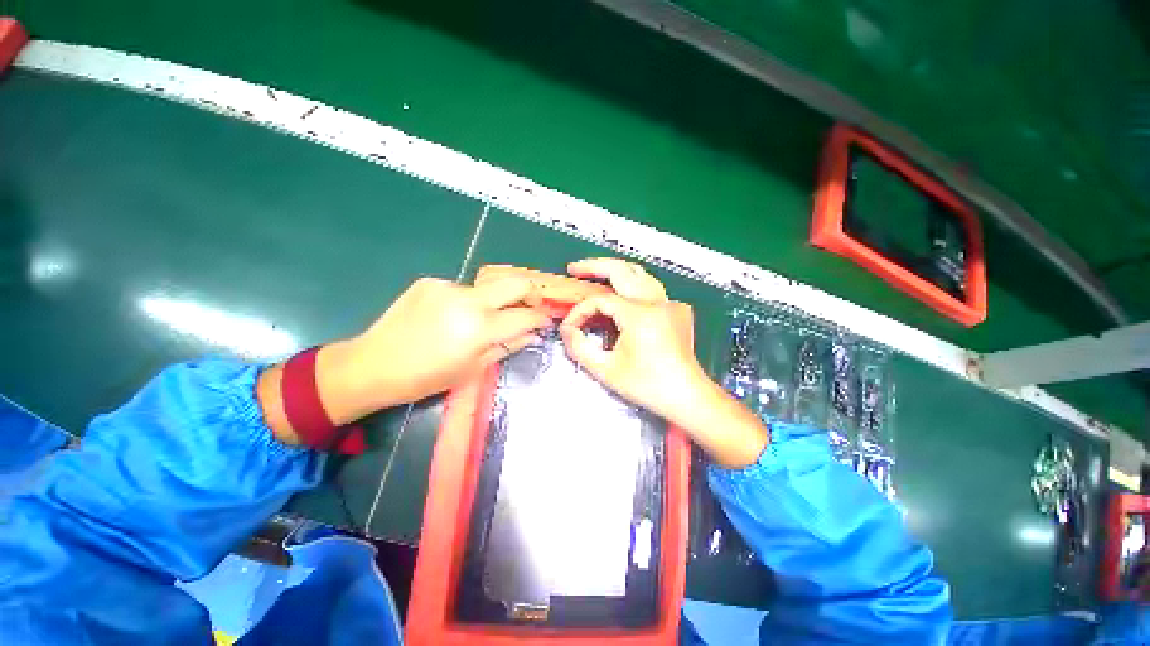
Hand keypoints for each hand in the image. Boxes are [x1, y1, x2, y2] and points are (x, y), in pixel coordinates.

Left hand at [259, 276, 550, 441]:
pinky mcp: (431, 282)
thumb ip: (508, 346)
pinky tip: (452, 318)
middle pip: (515, 283)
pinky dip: (468, 302)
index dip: (541, 318)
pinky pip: (462, 290)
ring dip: (495, 301)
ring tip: (482, 320)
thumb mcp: (473, 369)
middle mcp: (468, 300)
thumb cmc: (426, 377)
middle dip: (531, 293)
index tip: (546, 321)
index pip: (526, 316)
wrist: (373, 365)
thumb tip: (532, 334)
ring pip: (487, 288)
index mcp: (480, 328)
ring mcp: (448, 287)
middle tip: (530, 307)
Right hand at [559, 259, 768, 467]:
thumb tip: (567, 330)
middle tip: (575, 268)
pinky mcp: (678, 310)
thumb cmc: (647, 386)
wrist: (686, 396)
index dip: (580, 311)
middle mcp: (656, 302)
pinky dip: (633, 286)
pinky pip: (652, 289)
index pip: (600, 300)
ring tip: (596, 273)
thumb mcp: (606, 370)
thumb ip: (579, 348)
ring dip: (616, 270)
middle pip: (621, 270)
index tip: (570, 326)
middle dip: (594, 266)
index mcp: (639, 315)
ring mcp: (670, 303)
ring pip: (639, 274)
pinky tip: (623, 292)